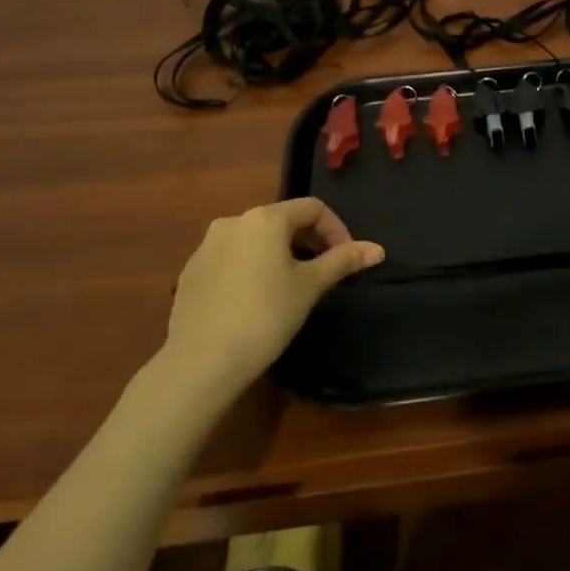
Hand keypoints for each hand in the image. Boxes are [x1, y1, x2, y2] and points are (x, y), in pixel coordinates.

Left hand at [161, 199, 383, 393]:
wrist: (201, 362)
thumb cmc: (265, 316)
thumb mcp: (310, 286)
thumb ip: (343, 261)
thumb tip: (378, 249)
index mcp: (264, 218)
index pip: (312, 208)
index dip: (337, 229)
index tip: (347, 260)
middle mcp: (232, 221)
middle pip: (283, 221)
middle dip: (309, 242)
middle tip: (324, 274)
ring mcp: (206, 246)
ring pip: (256, 240)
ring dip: (281, 254)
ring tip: (292, 287)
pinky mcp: (191, 271)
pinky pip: (233, 257)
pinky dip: (253, 267)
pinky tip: (257, 300)